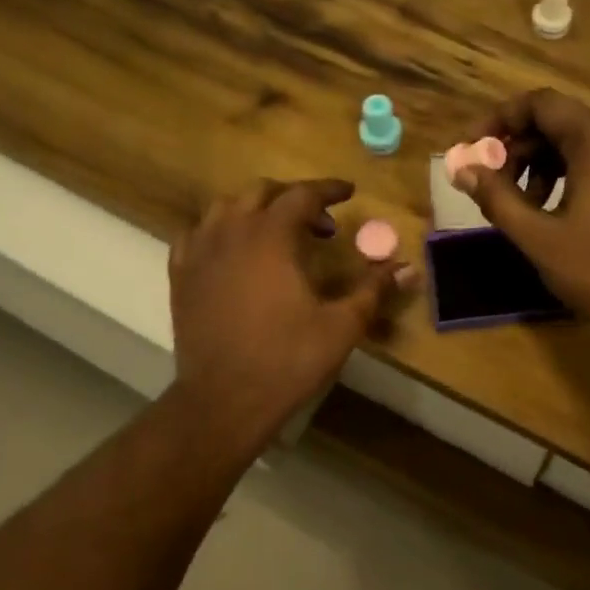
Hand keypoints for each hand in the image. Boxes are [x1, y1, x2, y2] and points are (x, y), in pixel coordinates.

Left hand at [170, 179, 402, 442]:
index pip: (302, 194)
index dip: (328, 190)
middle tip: (320, 223)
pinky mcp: (180, 275)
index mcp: (271, 236)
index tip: (348, 192)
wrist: (225, 399)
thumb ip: (373, 290)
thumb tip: (408, 268)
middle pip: (262, 192)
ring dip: (255, 209)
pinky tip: (233, 251)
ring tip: (276, 232)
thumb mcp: (341, 325)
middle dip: (293, 197)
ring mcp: (200, 251)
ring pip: (225, 207)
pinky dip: (220, 231)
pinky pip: (197, 234)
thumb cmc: (288, 360)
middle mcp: (231, 231)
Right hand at [454, 90, 589, 355]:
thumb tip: (462, 170)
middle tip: (492, 187)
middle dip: (519, 149)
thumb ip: (496, 198)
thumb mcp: (539, 237)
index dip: (499, 121)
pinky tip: (559, 213)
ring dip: (544, 165)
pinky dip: (574, 175)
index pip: (539, 104)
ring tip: (524, 207)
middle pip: (560, 122)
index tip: (472, 151)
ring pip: (582, 142)